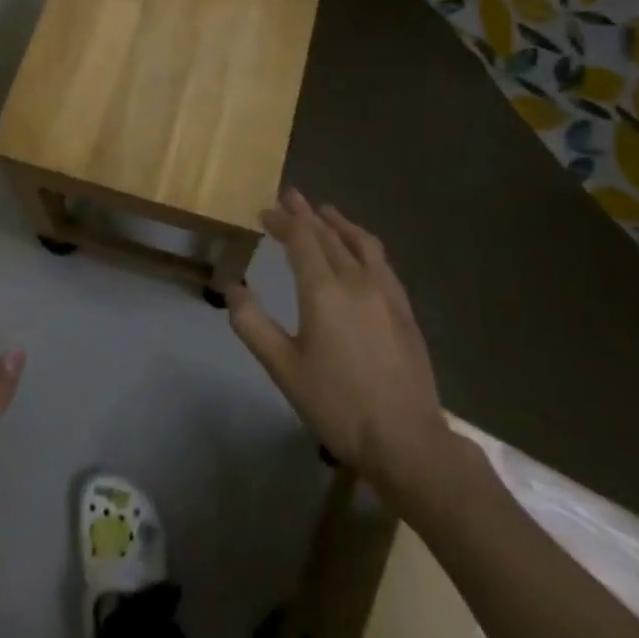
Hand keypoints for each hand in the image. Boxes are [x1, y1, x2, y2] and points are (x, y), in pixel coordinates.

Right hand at [228, 189, 452, 497]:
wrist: (407, 441)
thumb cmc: (338, 404)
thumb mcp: (283, 368)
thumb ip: (253, 325)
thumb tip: (231, 288)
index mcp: (324, 290)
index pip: (301, 239)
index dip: (282, 221)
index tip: (265, 210)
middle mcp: (356, 280)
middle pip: (329, 235)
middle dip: (306, 214)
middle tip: (290, 196)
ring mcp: (386, 293)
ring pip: (360, 242)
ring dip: (339, 222)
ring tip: (325, 211)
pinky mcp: (404, 309)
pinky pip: (381, 260)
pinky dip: (363, 243)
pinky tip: (361, 252)